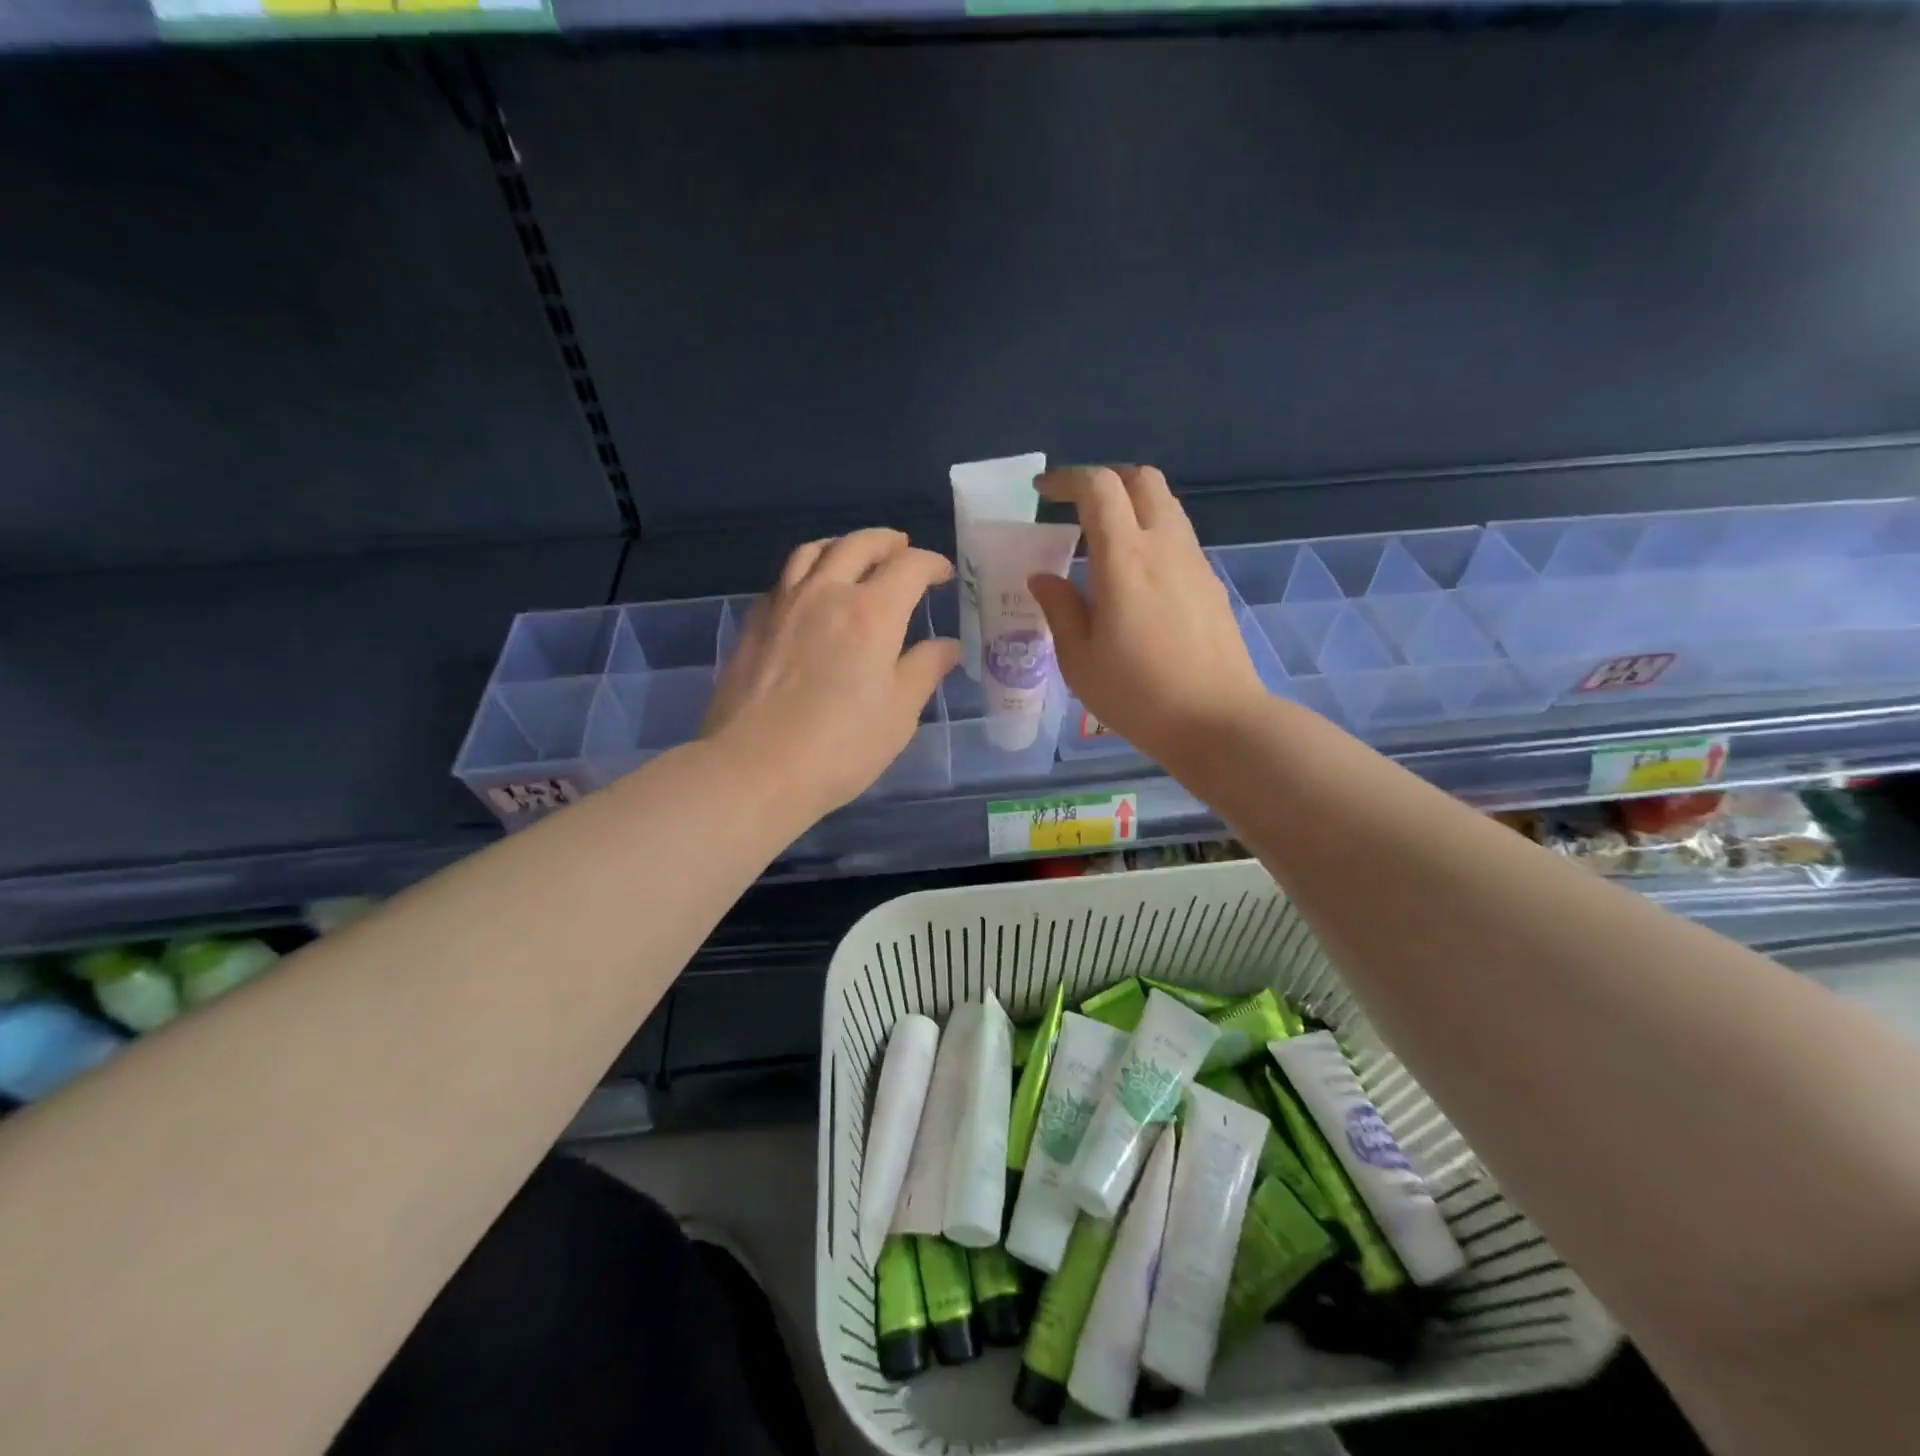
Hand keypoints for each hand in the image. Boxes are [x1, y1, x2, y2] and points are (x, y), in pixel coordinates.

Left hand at [703, 529, 961, 819]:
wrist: (754, 769)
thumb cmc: (841, 748)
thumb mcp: (899, 714)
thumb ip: (924, 670)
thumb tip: (947, 646)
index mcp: (872, 613)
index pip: (909, 567)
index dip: (931, 563)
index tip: (943, 574)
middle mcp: (827, 593)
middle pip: (859, 545)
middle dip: (887, 542)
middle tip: (903, 550)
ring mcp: (784, 604)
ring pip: (814, 551)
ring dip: (843, 545)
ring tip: (855, 556)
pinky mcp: (754, 623)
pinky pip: (785, 578)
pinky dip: (808, 571)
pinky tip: (811, 593)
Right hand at [1027, 466, 1270, 764]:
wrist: (1217, 721)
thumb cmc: (1138, 695)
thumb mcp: (1080, 660)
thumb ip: (1060, 609)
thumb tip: (1043, 577)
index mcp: (1125, 558)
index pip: (1099, 487)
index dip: (1067, 479)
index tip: (1042, 492)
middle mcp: (1165, 546)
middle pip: (1142, 479)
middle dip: (1105, 480)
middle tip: (1076, 508)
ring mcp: (1195, 562)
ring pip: (1165, 505)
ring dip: (1132, 505)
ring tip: (1102, 542)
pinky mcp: (1211, 583)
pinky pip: (1178, 536)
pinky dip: (1151, 534)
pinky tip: (1135, 577)